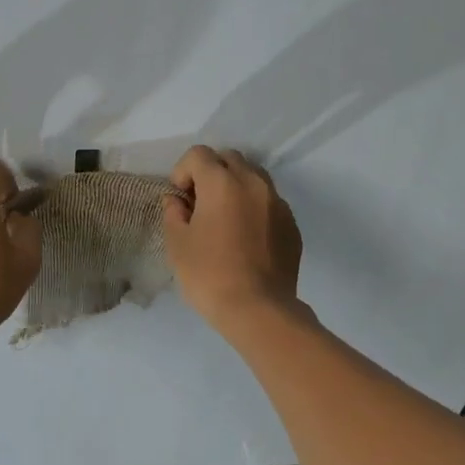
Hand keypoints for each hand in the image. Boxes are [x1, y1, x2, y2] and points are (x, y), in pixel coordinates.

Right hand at [163, 146, 302, 338]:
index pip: (198, 154)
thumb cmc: (209, 275)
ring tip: (225, 218)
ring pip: (254, 177)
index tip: (179, 199)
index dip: (182, 171)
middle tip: (200, 204)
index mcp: (222, 182)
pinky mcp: (291, 225)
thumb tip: (177, 200)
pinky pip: (269, 203)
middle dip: (211, 173)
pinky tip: (246, 238)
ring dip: (235, 187)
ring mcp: (277, 203)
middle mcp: (253, 183)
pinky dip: (254, 208)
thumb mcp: (178, 244)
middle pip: (229, 159)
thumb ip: (173, 213)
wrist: (258, 309)